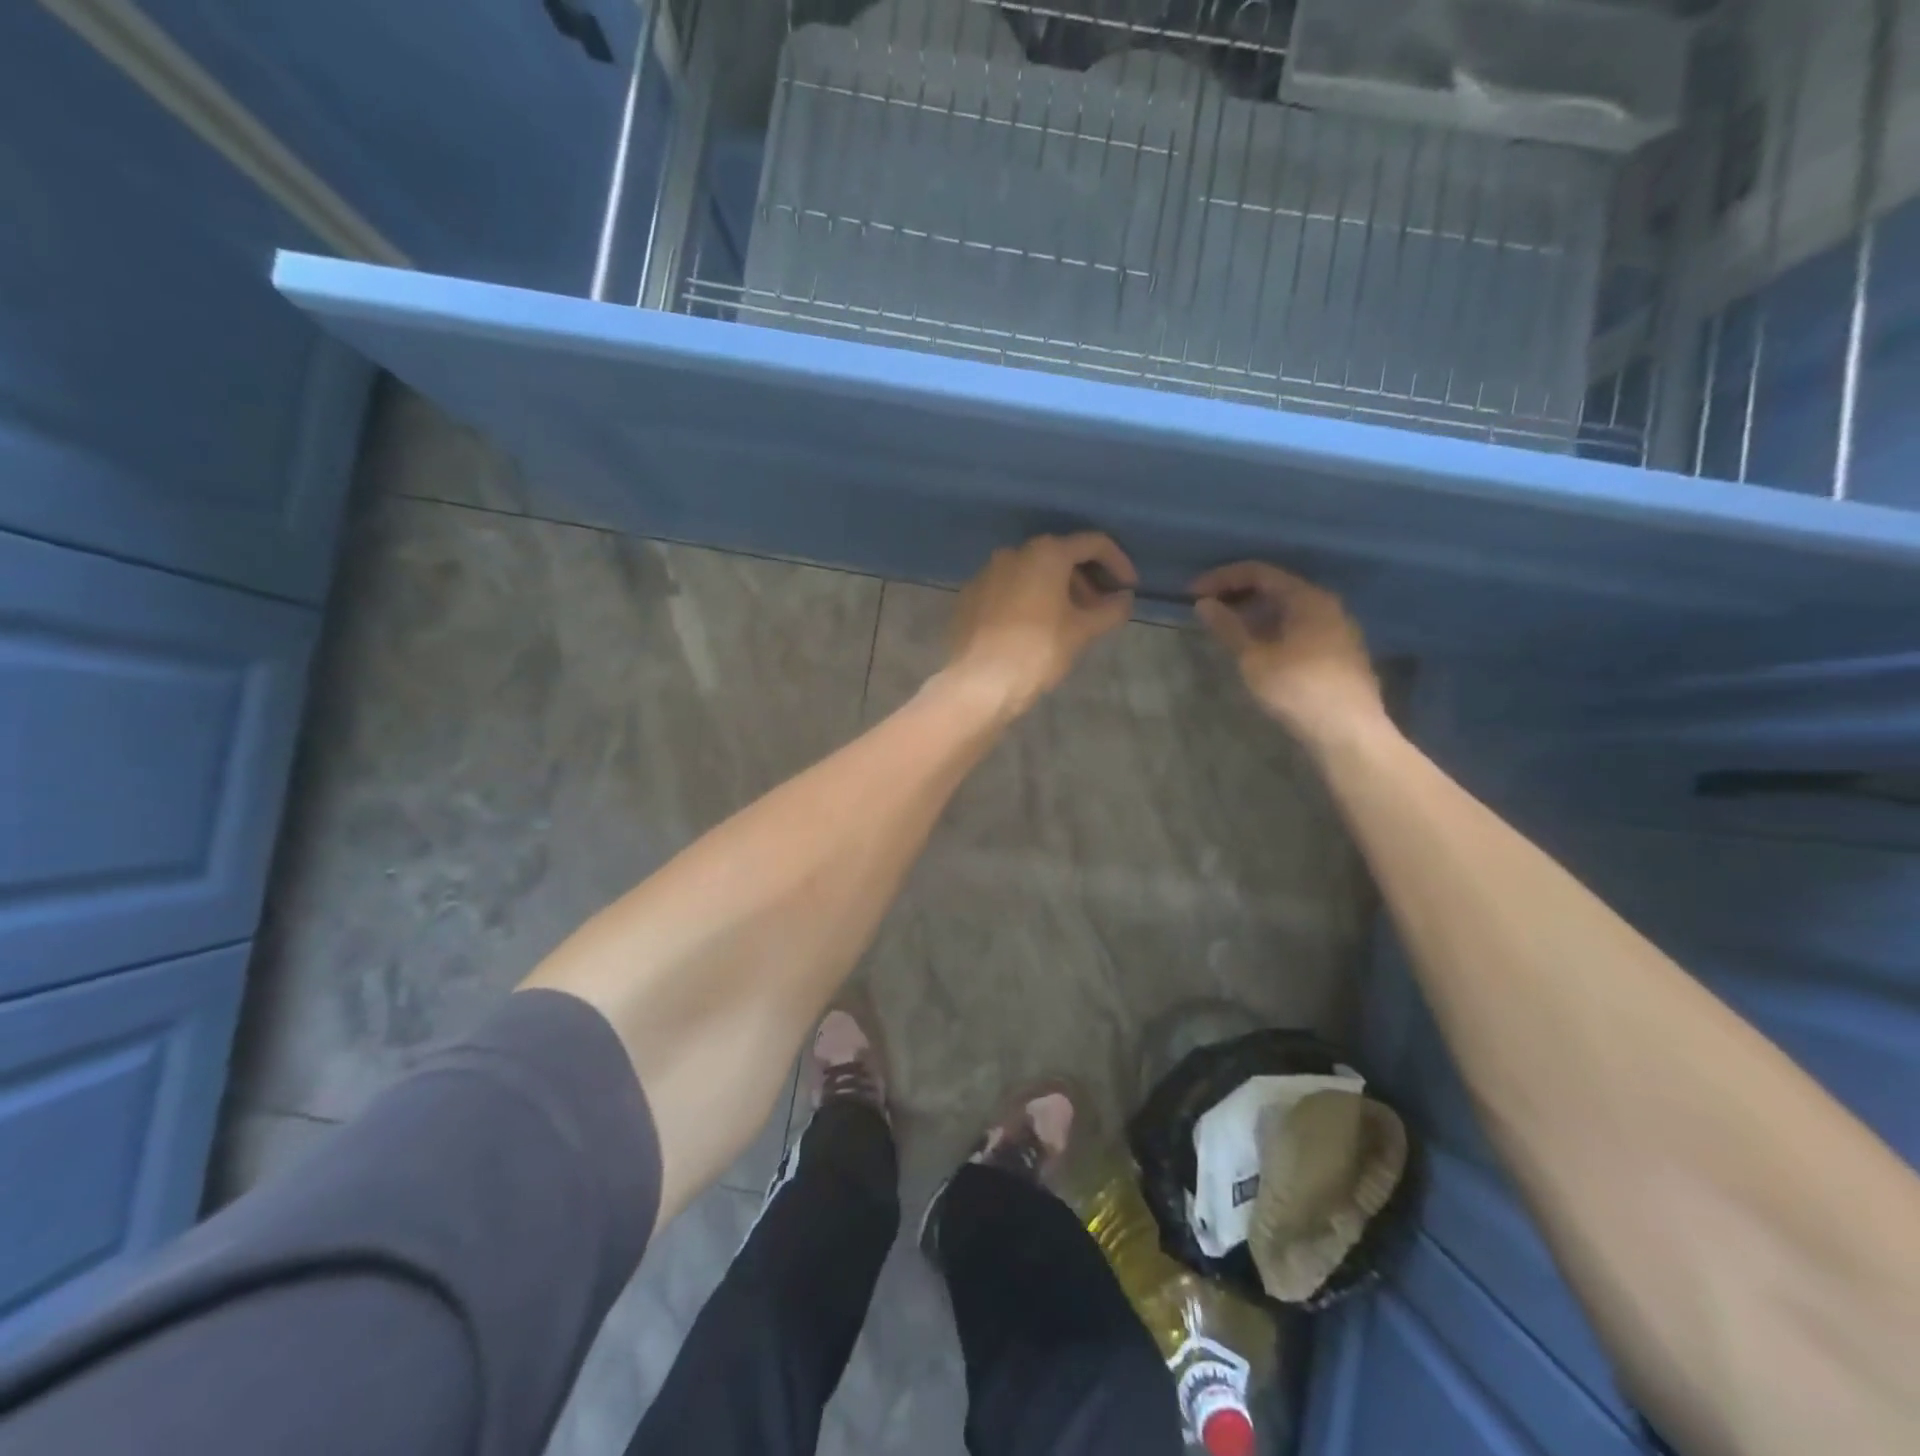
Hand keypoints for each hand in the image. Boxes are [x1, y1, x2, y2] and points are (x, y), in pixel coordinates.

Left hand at [943, 533, 1137, 718]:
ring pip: (1031, 573)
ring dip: (1057, 590)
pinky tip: (1034, 628)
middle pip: (1060, 556)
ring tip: (1069, 622)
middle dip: (1085, 580)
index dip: (1118, 563)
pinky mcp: (969, 597)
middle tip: (1100, 609)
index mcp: (1046, 553)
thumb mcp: (1082, 632)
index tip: (1128, 589)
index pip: (1093, 543)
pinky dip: (1028, 600)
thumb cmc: (1037, 651)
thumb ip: (1110, 610)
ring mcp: (986, 573)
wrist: (978, 683)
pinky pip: (1008, 589)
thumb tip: (1124, 599)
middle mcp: (1013, 553)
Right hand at [1191, 562, 1384, 746]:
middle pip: (1276, 587)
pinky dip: (1272, 629)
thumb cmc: (1297, 689)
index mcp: (1307, 598)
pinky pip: (1299, 627)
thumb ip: (1228, 627)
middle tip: (1207, 609)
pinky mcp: (1339, 653)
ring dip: (1255, 614)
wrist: (1348, 732)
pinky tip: (1257, 649)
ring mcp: (1337, 629)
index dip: (1222, 578)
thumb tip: (1204, 604)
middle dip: (1238, 594)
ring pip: (1289, 609)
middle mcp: (1327, 605)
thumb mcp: (1254, 658)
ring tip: (1227, 630)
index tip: (1193, 593)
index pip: (1259, 572)